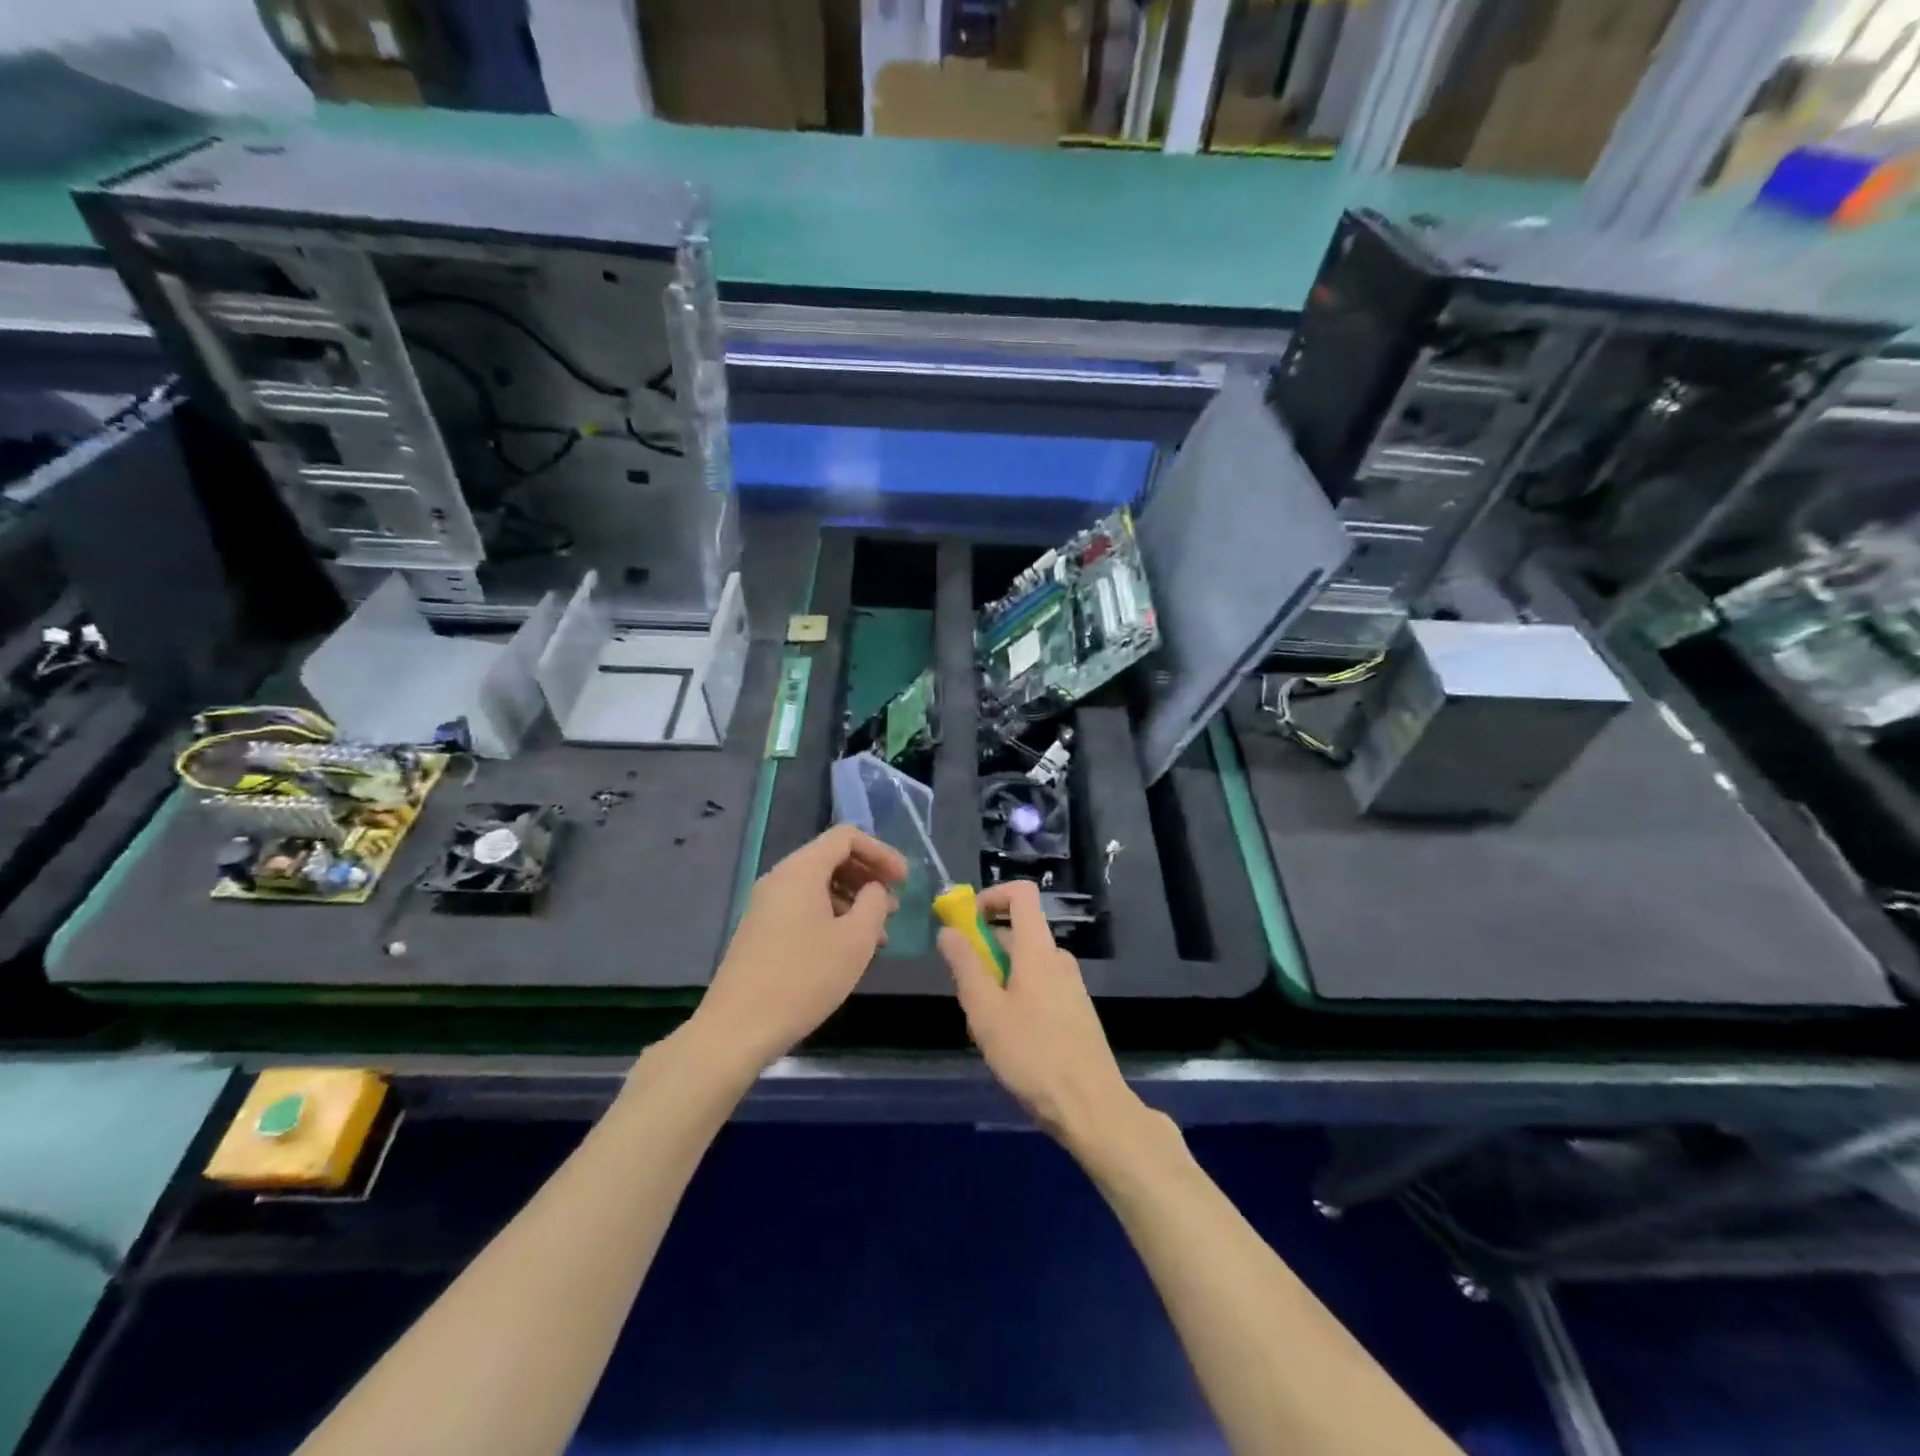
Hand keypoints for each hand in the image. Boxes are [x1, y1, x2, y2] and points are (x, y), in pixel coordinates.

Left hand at [692, 825, 905, 1070]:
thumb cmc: (804, 979)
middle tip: (894, 906)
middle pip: (831, 858)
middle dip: (868, 876)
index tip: (904, 881)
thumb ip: (874, 903)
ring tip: (877, 934)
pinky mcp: (760, 930)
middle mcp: (780, 878)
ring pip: (818, 885)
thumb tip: (875, 890)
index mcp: (801, 870)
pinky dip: (831, 915)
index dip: (881, 852)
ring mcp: (766, 905)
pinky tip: (847, 949)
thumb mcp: (855, 940)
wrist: (737, 1028)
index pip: (846, 837)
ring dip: (852, 900)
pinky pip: (803, 907)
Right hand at [939, 880, 1144, 1153]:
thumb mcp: (986, 1012)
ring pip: (1026, 965)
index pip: (1021, 894)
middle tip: (965, 992)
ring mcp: (1071, 985)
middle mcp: (1058, 958)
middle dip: (985, 950)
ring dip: (998, 980)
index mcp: (1038, 950)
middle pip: (1018, 932)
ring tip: (984, 1026)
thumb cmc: (1033, 1055)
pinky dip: (1017, 997)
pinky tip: (1009, 1041)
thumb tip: (949, 930)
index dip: (991, 896)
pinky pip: (1039, 987)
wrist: (1092, 1108)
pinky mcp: (1075, 1011)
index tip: (965, 923)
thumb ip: (965, 966)